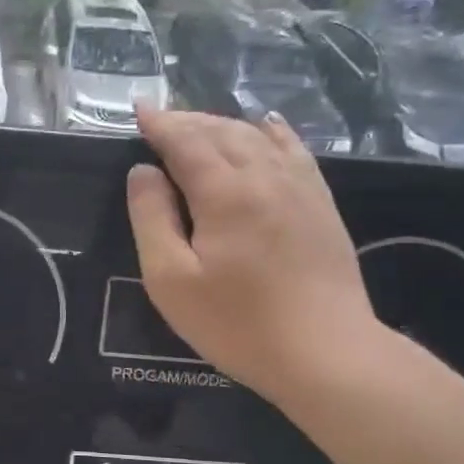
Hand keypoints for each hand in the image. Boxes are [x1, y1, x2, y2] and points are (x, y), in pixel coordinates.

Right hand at [126, 106, 383, 406]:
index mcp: (225, 192)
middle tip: (160, 120)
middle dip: (188, 120)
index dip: (160, 123)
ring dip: (223, 124)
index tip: (138, 110)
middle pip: (222, 131)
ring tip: (198, 125)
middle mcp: (265, 176)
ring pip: (258, 136)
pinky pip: (294, 150)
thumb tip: (143, 172)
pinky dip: (271, 132)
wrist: (326, 353)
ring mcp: (300, 187)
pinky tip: (266, 126)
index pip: (186, 141)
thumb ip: (151, 218)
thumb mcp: (170, 279)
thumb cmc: (236, 322)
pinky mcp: (321, 205)